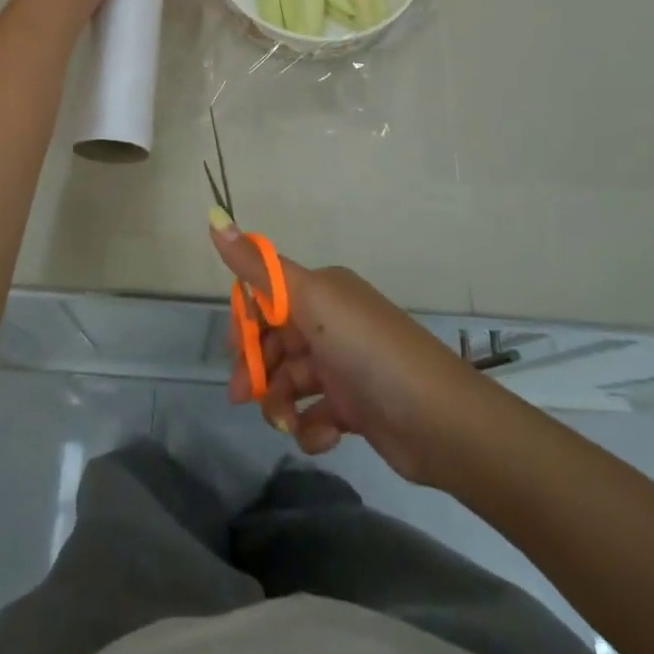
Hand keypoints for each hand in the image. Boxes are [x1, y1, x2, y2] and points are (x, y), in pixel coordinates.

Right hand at [211, 217, 487, 485]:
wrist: (439, 420)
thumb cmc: (368, 350)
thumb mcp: (310, 300)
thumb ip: (259, 267)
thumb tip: (214, 218)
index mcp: (323, 290)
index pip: (268, 296)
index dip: (246, 321)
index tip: (235, 348)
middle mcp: (333, 322)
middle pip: (276, 340)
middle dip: (256, 366)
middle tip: (242, 396)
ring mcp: (345, 365)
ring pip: (291, 379)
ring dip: (279, 402)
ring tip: (283, 422)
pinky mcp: (356, 406)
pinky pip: (316, 413)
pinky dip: (311, 427)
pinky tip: (322, 436)